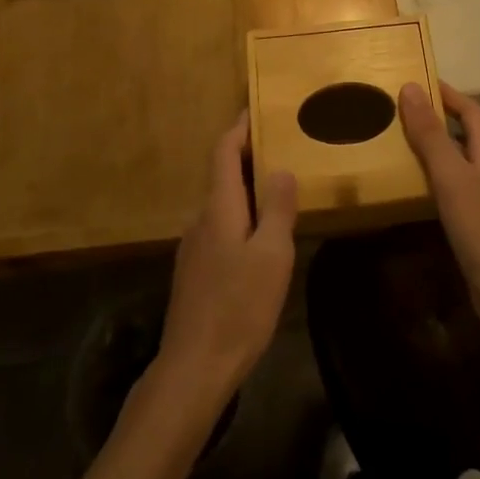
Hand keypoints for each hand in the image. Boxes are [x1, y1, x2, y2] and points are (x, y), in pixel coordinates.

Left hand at [155, 112, 297, 401]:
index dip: (239, 127)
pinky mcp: (196, 272)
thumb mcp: (271, 255)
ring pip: (224, 205)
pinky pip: (222, 228)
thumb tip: (281, 168)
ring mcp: (195, 248)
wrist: (194, 368)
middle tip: (285, 148)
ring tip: (281, 190)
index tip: (257, 109)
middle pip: (223, 175)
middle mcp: (201, 220)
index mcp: (219, 208)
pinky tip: (262, 238)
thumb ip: (276, 208)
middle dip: (250, 157)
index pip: (223, 152)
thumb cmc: (238, 307)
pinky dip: (242, 217)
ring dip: (248, 190)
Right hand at [399, 83, 479, 332]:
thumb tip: (411, 87)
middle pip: (463, 134)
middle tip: (399, 111)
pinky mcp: (472, 222)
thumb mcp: (451, 175)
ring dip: (430, 148)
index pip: (471, 111)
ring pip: (454, 161)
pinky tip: (410, 187)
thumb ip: (431, 134)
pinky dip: (429, 178)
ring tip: (396, 142)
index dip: (449, 94)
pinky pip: (448, 188)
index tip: (420, 81)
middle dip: (436, 118)